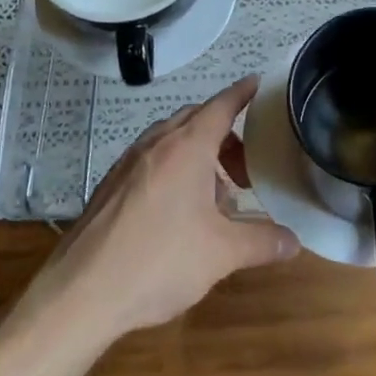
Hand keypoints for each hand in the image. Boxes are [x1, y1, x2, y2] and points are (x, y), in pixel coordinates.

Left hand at [38, 76, 299, 337]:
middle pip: (196, 121)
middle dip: (225, 134)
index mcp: (185, 148)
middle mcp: (155, 145)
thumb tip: (294, 241)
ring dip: (199, 155)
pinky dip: (174, 170)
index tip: (258, 83)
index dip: (242, 94)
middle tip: (247, 165)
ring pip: (171, 141)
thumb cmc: (159, 261)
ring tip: (218, 195)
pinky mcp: (110, 186)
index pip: (220, 106)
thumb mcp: (222, 254)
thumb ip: (262, 242)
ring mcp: (127, 164)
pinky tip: (181, 212)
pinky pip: (151, 162)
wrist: (82, 292)